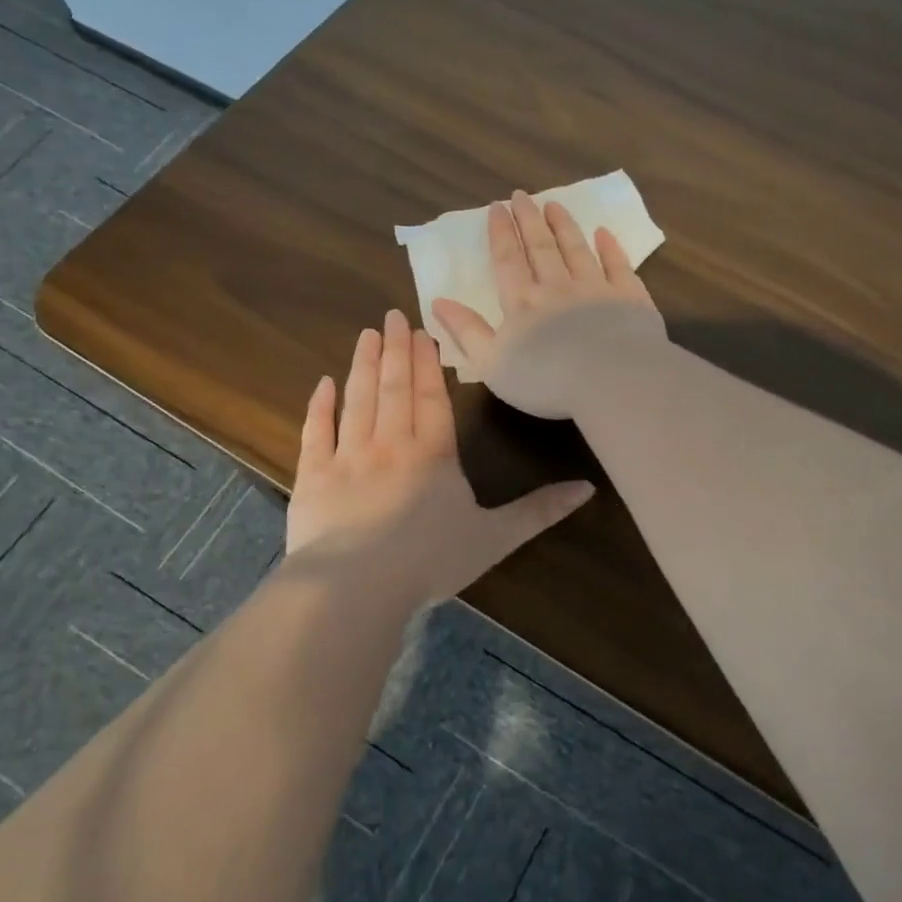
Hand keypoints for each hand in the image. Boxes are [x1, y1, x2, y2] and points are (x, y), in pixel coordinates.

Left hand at [285, 309, 594, 604]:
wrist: (357, 586)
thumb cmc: (430, 560)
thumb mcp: (495, 538)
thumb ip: (539, 511)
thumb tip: (588, 488)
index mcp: (433, 453)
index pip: (431, 396)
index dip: (427, 362)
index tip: (421, 331)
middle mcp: (391, 443)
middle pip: (394, 387)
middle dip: (395, 349)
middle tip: (392, 315)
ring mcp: (348, 456)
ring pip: (358, 399)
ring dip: (362, 364)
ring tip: (366, 334)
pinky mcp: (313, 476)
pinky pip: (316, 432)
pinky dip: (320, 406)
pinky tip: (322, 383)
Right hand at [431, 191, 665, 419]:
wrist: (611, 382)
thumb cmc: (546, 380)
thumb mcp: (492, 364)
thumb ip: (466, 331)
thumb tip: (438, 301)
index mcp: (523, 302)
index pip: (508, 260)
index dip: (501, 233)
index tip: (496, 208)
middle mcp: (558, 286)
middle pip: (541, 246)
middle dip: (529, 220)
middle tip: (521, 195)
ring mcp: (596, 289)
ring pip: (577, 249)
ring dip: (564, 226)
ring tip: (555, 204)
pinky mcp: (629, 298)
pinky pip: (618, 265)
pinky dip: (610, 248)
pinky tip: (604, 233)